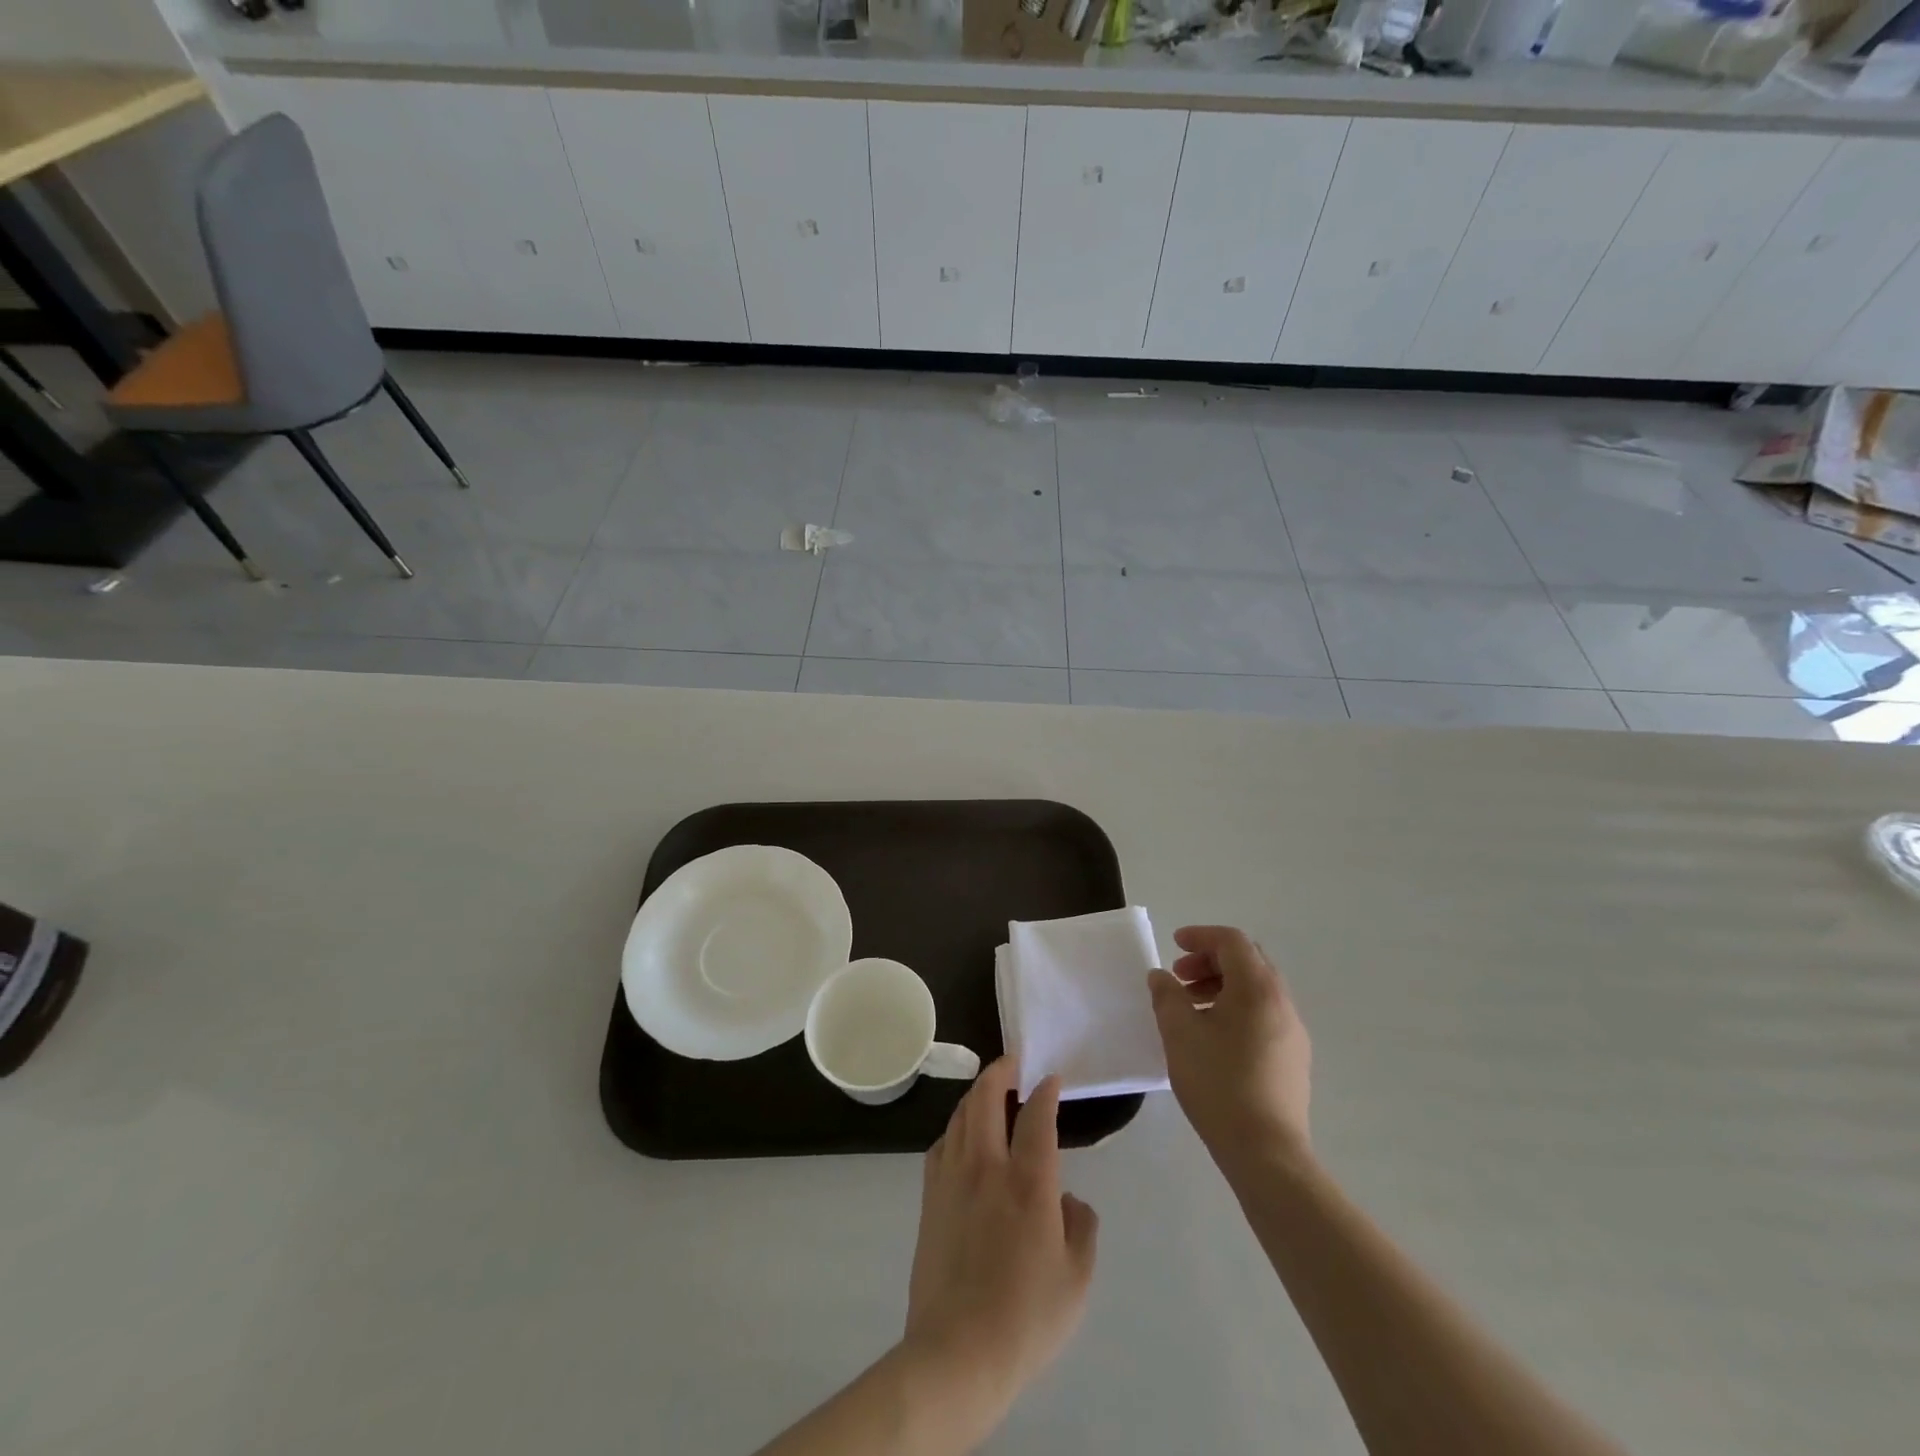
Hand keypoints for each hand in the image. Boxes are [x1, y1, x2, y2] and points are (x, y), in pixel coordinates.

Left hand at [904, 1060, 1098, 1420]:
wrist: (957, 1353)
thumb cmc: (1026, 1318)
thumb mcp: (1076, 1279)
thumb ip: (1081, 1227)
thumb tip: (1068, 1198)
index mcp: (1028, 1182)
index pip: (1037, 1117)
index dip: (1046, 1091)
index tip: (1051, 1078)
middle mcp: (987, 1167)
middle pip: (986, 1097)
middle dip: (1001, 1071)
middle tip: (1014, 1063)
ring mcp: (952, 1178)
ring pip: (960, 1114)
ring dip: (977, 1094)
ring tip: (990, 1092)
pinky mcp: (930, 1197)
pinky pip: (942, 1143)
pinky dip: (956, 1127)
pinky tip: (963, 1137)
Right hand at [1149, 925, 1312, 1173]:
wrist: (1266, 1152)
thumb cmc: (1219, 1083)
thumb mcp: (1180, 1033)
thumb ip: (1167, 996)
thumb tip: (1161, 977)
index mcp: (1257, 988)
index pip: (1232, 941)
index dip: (1200, 936)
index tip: (1173, 946)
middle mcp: (1282, 1003)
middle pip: (1248, 962)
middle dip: (1210, 961)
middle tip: (1179, 977)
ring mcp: (1293, 1032)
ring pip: (1256, 990)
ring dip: (1222, 986)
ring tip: (1190, 1009)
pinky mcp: (1293, 1059)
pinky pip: (1263, 1015)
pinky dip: (1236, 1009)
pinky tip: (1212, 1037)